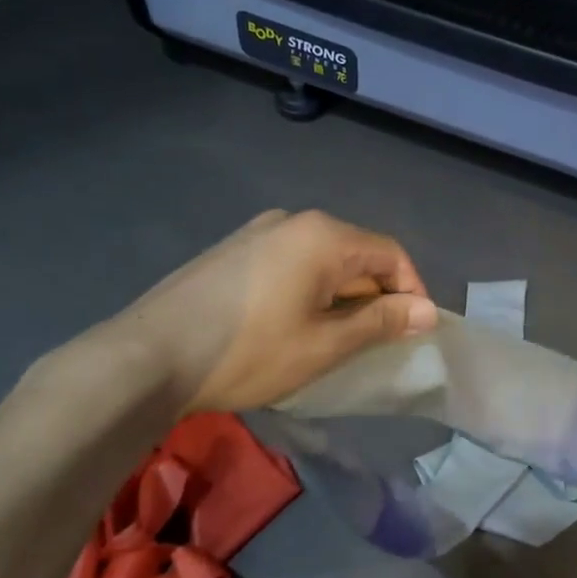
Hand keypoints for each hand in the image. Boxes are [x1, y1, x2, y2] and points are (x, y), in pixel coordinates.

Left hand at [104, 210, 435, 412]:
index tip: (412, 332)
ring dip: (342, 294)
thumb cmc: (249, 352)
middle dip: (376, 295)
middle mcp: (294, 220)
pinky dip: (309, 289)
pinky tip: (293, 324)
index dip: (412, 292)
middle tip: (376, 341)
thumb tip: (428, 311)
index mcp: (324, 236)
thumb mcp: (325, 345)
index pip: (391, 254)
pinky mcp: (232, 250)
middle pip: (356, 252)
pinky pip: (291, 262)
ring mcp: (257, 231)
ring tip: (337, 338)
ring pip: (323, 259)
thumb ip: (381, 322)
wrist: (148, 357)